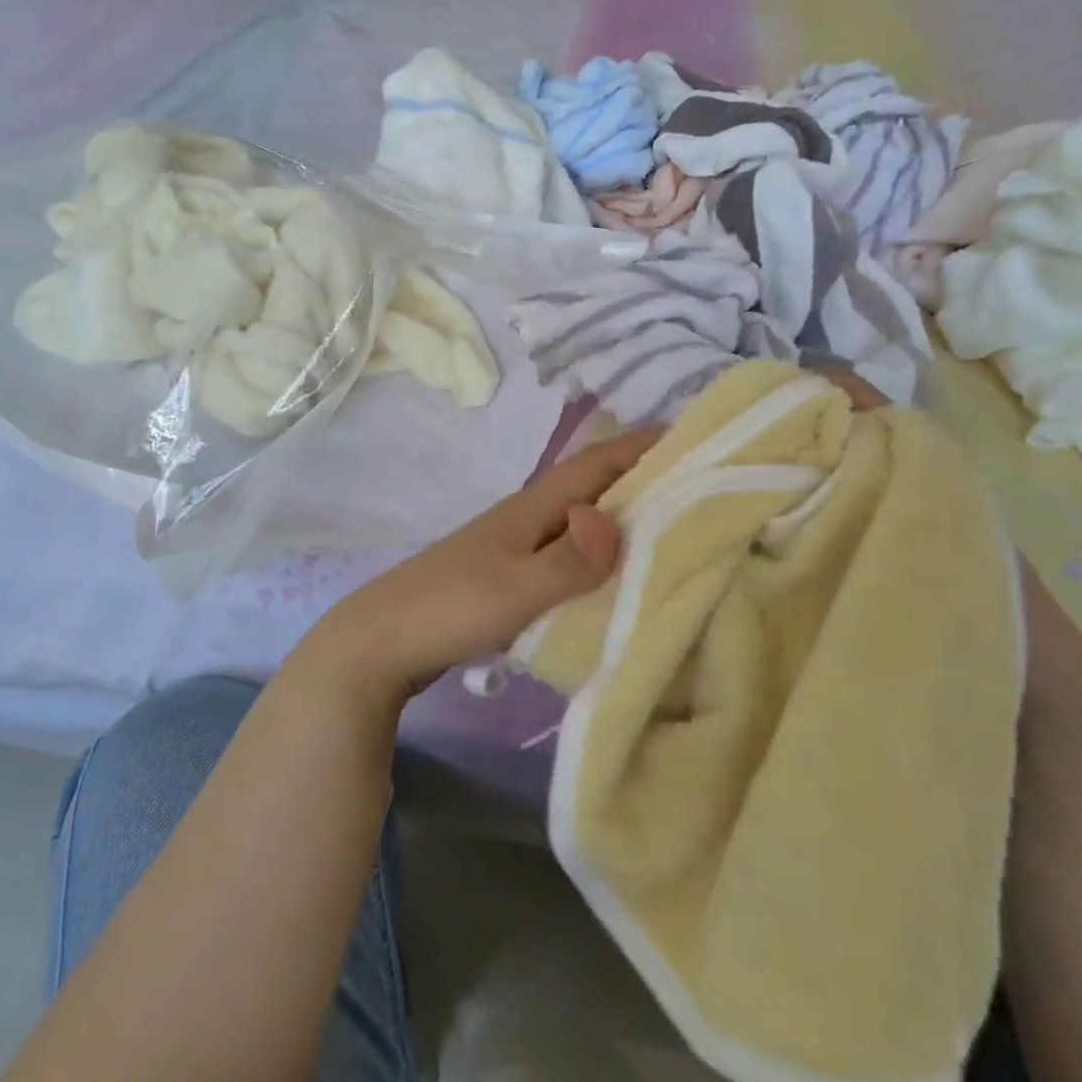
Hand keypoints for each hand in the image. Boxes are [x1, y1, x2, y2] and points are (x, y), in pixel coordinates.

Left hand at [300, 429, 663, 705]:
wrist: (382, 640)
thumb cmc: (450, 608)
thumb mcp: (515, 589)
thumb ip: (567, 561)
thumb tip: (614, 520)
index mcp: (532, 507)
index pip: (597, 463)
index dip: (643, 446)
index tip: (696, 441)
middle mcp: (527, 517)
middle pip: (592, 486)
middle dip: (643, 480)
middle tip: (699, 490)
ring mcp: (514, 546)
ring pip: (579, 520)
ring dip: (621, 518)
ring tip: (672, 532)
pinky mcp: (508, 575)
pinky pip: (565, 554)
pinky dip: (596, 555)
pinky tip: (614, 578)